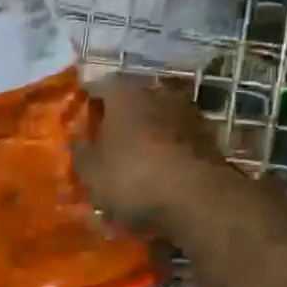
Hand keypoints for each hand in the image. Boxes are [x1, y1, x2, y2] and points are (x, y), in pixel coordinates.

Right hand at [71, 73, 230, 239]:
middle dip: (117, 119)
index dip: (85, 104)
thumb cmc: (132, 176)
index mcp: (125, 92)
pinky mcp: (208, 139)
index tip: (77, 123)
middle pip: (131, 100)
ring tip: (130, 162)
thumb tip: (78, 142)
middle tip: (102, 142)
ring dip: (144, 136)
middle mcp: (158, 93)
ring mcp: (188, 114)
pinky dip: (165, 153)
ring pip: (155, 120)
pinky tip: (155, 175)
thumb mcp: (90, 170)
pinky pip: (175, 141)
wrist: (199, 200)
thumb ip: (80, 151)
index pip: (98, 86)